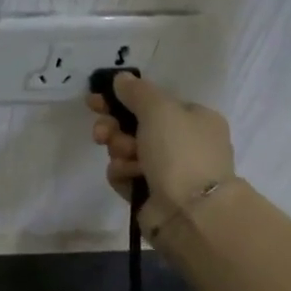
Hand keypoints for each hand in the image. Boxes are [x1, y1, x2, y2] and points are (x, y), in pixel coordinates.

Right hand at [88, 74, 236, 237]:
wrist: (190, 212)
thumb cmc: (180, 152)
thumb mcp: (160, 110)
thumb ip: (137, 91)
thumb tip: (122, 79)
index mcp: (195, 119)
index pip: (153, 103)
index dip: (123, 99)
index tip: (95, 100)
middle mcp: (183, 143)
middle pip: (135, 126)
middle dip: (114, 128)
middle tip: (102, 132)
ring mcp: (167, 171)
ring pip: (126, 151)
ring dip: (119, 151)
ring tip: (125, 158)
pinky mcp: (150, 194)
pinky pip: (125, 175)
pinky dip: (123, 174)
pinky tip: (129, 177)